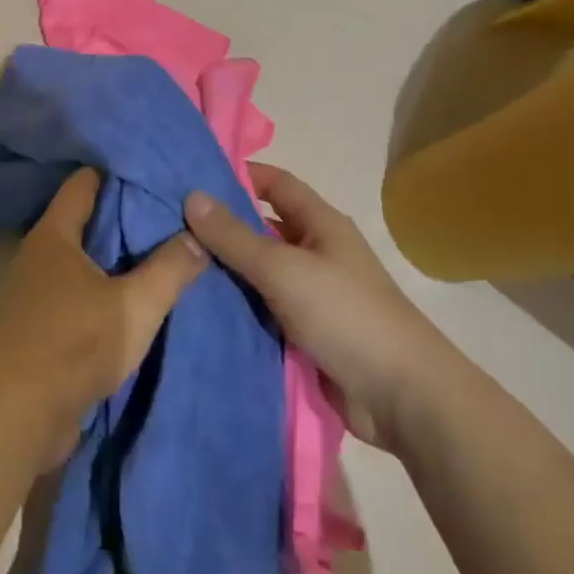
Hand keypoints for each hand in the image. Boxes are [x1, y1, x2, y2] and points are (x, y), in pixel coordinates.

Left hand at [0, 168, 207, 467]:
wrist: (14, 417)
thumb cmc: (72, 345)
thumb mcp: (134, 306)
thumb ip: (169, 270)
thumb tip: (197, 236)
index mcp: (55, 234)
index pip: (85, 182)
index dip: (118, 172)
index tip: (154, 172)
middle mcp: (40, 255)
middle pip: (86, 221)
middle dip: (125, 217)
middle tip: (171, 213)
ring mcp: (36, 292)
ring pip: (84, 261)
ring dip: (116, 260)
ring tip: (162, 253)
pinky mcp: (40, 327)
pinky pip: (79, 294)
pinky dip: (104, 291)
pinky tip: (135, 299)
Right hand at [184, 163, 445, 447]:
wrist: (402, 397)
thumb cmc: (346, 315)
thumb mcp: (283, 268)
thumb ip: (235, 236)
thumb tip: (192, 195)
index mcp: (321, 224)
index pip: (276, 184)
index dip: (239, 176)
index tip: (192, 177)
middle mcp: (317, 253)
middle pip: (263, 229)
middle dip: (223, 227)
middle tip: (170, 226)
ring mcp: (312, 296)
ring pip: (260, 273)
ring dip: (226, 272)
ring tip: (174, 266)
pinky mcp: (306, 334)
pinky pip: (264, 311)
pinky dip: (238, 309)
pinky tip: (198, 309)